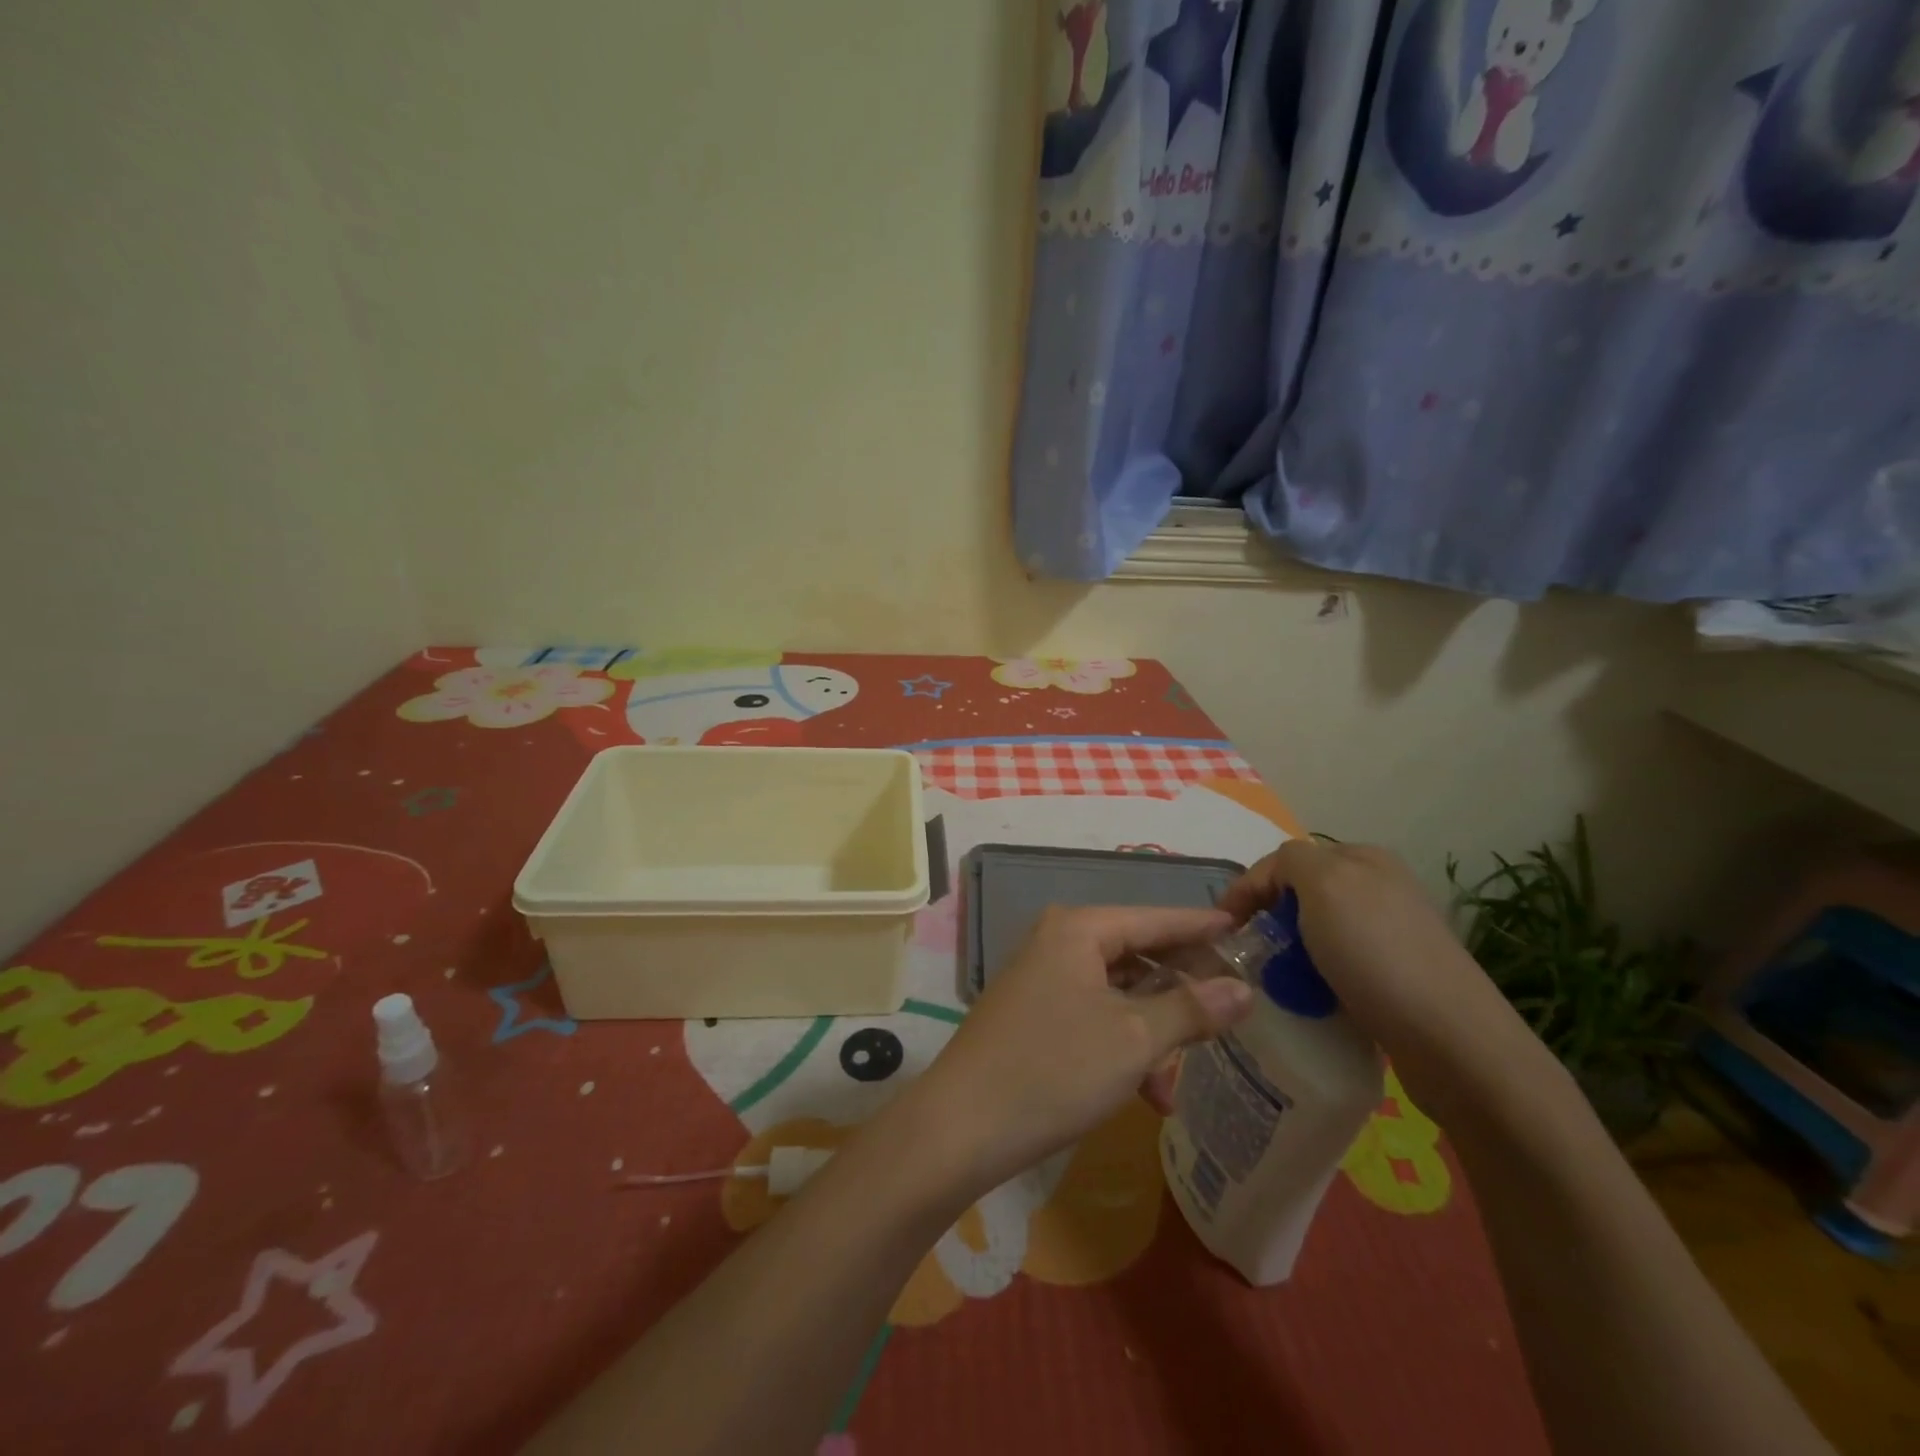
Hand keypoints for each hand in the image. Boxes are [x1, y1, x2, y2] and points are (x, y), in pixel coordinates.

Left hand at [903, 906, 1254, 1192]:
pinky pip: (1094, 1016)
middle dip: (1182, 987)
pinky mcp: (1033, 1015)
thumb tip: (1242, 989)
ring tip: (1187, 1072)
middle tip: (1232, 1007)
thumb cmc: (1055, 1069)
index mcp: (1079, 929)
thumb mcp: (1134, 1040)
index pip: (1155, 919)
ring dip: (1155, 1030)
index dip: (1201, 927)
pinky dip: (1124, 1046)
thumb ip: (1191, 1010)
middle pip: (1137, 954)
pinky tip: (1149, 1094)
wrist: (962, 1125)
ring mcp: (1042, 979)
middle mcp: (1058, 942)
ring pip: (1118, 992)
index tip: (1246, 932)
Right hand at [1220, 839, 1538, 1118]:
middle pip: (1301, 896)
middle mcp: (1380, 887)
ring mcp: (1392, 933)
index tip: (1222, 927)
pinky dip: (1316, 978)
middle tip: (1248, 954)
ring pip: (1317, 933)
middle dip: (1269, 920)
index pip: (1284, 859)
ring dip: (1290, 953)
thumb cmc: (1377, 954)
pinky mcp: (1399, 977)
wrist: (1452, 1042)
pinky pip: (1337, 966)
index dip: (1248, 888)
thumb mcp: (1324, 885)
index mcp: (1363, 858)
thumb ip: (1289, 862)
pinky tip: (1312, 1000)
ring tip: (1276, 982)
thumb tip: (1275, 879)